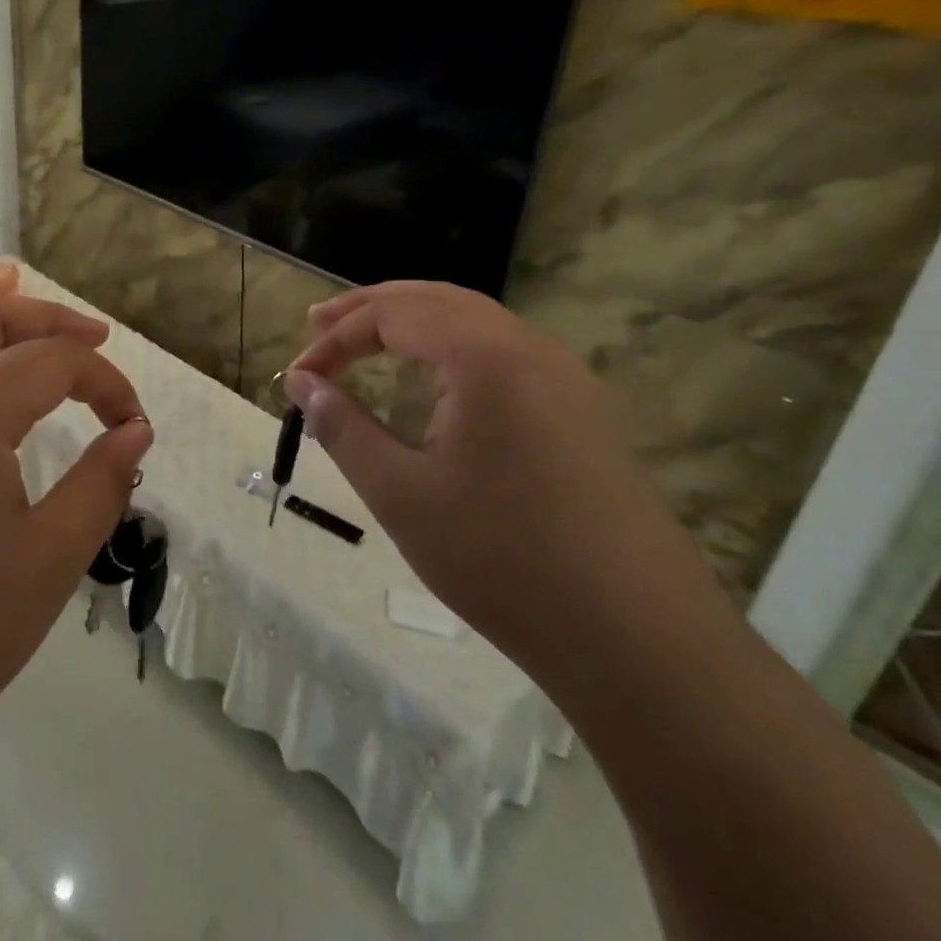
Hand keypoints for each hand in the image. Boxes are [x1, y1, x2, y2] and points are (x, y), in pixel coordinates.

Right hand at [286, 281, 688, 673]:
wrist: (640, 641)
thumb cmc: (502, 560)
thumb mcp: (401, 493)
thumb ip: (343, 427)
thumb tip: (302, 383)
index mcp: (485, 356)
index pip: (393, 315)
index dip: (336, 338)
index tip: (299, 377)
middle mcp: (530, 347)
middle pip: (435, 300)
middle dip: (371, 308)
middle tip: (318, 323)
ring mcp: (565, 377)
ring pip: (474, 320)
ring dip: (414, 322)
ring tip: (366, 340)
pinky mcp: (582, 410)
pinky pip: (504, 352)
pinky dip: (452, 347)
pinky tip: (434, 380)